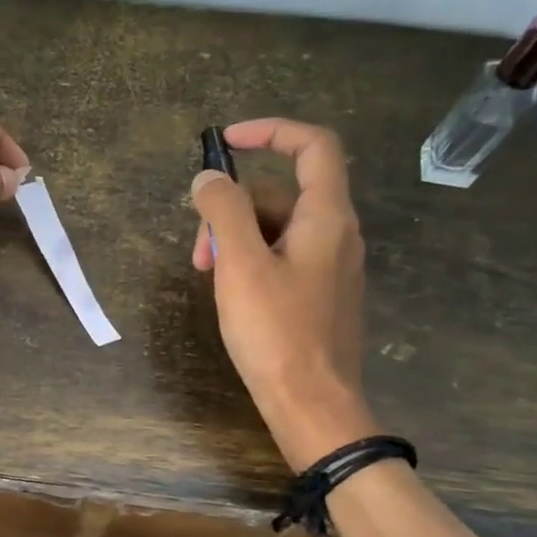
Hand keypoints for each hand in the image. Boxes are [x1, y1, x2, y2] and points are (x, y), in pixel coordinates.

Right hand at [190, 118, 375, 468]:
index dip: (270, 132)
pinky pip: (283, 257)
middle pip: (282, 193)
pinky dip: (251, 261)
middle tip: (200, 251)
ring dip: (236, 239)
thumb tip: (209, 176)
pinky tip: (230, 292)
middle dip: (232, 208)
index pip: (313, 146)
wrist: (313, 405)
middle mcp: (336, 234)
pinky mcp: (319, 294)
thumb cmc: (276, 333)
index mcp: (327, 217)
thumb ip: (224, 212)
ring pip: (277, 228)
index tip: (225, 142)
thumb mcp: (241, 266)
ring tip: (207, 275)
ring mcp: (330, 266)